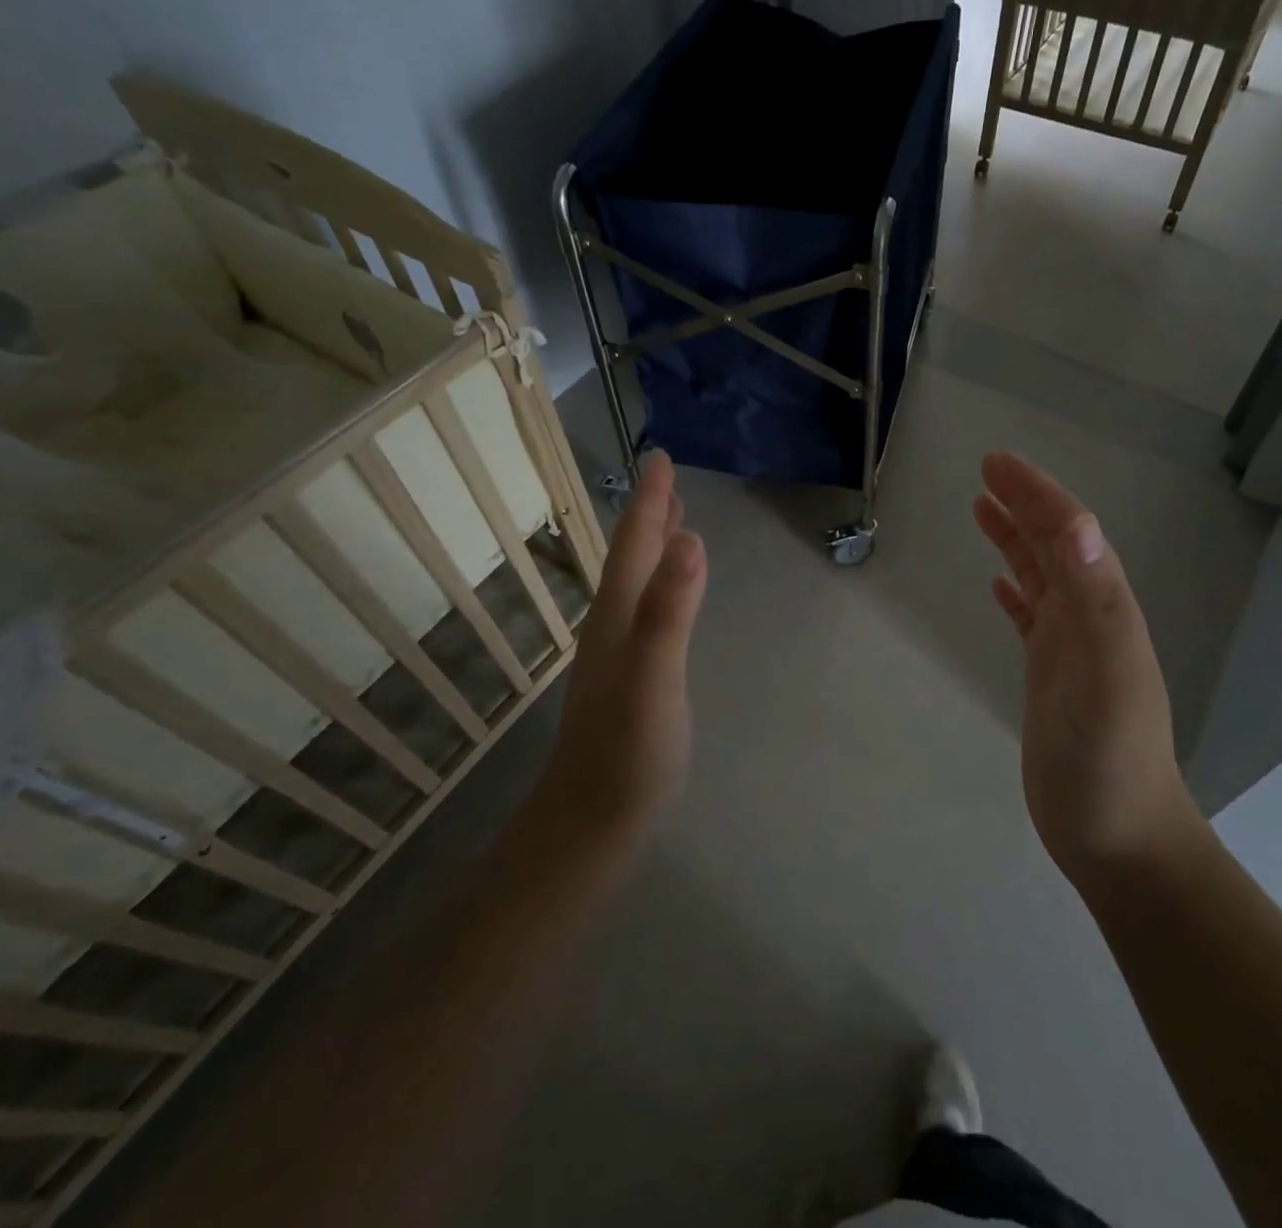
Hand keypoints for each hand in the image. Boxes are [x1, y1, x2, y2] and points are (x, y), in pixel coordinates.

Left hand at [535, 451, 706, 845]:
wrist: (590, 823)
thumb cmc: (626, 753)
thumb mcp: (653, 678)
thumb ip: (669, 611)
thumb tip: (691, 539)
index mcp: (618, 615)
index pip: (635, 545)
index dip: (650, 500)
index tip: (660, 458)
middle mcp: (613, 624)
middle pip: (632, 556)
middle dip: (650, 513)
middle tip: (665, 475)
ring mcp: (619, 652)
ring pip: (637, 582)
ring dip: (653, 545)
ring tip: (671, 519)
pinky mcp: (631, 676)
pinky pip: (647, 609)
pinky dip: (660, 583)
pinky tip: (667, 593)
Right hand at [973, 452, 1199, 884]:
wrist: (1119, 838)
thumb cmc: (1109, 759)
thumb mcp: (1105, 675)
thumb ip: (1095, 601)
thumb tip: (1075, 524)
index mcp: (1103, 608)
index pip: (1068, 533)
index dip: (1035, 493)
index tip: (996, 463)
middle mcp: (1089, 618)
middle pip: (1054, 546)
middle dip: (1023, 504)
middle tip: (985, 473)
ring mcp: (1070, 649)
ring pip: (1041, 577)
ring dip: (1015, 540)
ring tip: (982, 509)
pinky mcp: (1051, 678)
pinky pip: (1031, 619)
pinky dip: (1015, 592)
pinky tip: (999, 586)